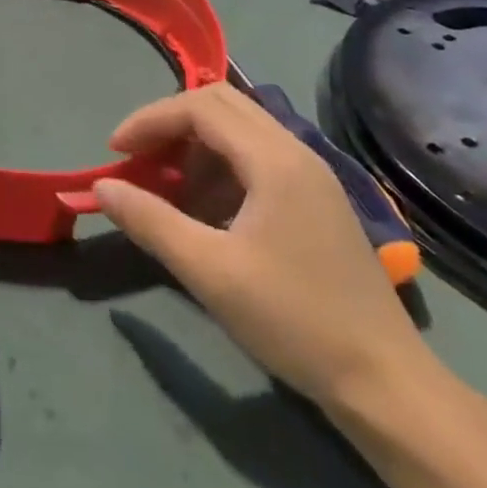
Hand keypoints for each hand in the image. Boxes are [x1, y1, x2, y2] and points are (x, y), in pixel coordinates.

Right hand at [92, 86, 427, 409]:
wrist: (385, 383)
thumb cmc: (294, 320)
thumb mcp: (210, 272)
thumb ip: (150, 221)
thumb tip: (100, 188)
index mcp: (274, 159)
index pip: (198, 107)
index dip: (149, 120)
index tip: (115, 151)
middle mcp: (295, 150)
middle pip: (220, 103)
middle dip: (170, 123)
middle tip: (138, 159)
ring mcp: (310, 173)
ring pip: (239, 128)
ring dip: (195, 144)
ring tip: (166, 187)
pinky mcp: (316, 197)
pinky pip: (256, 155)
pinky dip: (220, 165)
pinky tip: (206, 209)